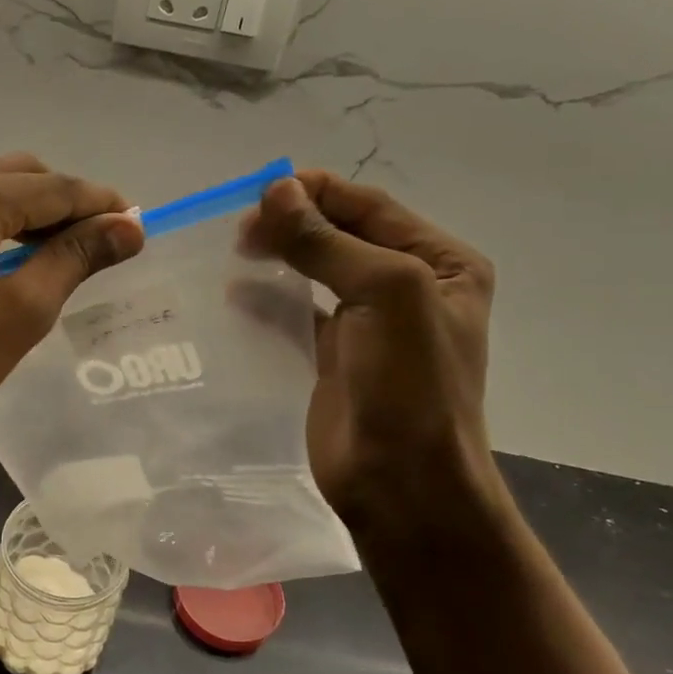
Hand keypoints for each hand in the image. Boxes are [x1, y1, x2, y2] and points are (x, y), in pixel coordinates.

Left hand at [0, 153, 143, 467]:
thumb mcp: (19, 317)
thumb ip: (75, 260)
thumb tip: (129, 226)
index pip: (55, 187)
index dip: (101, 204)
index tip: (137, 225)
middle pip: (18, 175)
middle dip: (64, 204)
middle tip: (99, 246)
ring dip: (24, 211)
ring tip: (57, 253)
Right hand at [243, 170, 501, 537]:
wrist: (402, 482)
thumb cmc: (410, 383)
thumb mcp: (384, 294)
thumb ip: (328, 242)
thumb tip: (275, 190)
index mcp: (439, 263)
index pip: (370, 207)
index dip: (317, 192)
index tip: (259, 193)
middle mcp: (407, 286)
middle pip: (340, 235)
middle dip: (293, 223)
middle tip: (239, 228)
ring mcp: (368, 323)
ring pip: (315, 272)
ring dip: (277, 256)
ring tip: (234, 250)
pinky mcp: (332, 357)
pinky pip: (296, 314)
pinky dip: (267, 299)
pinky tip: (235, 294)